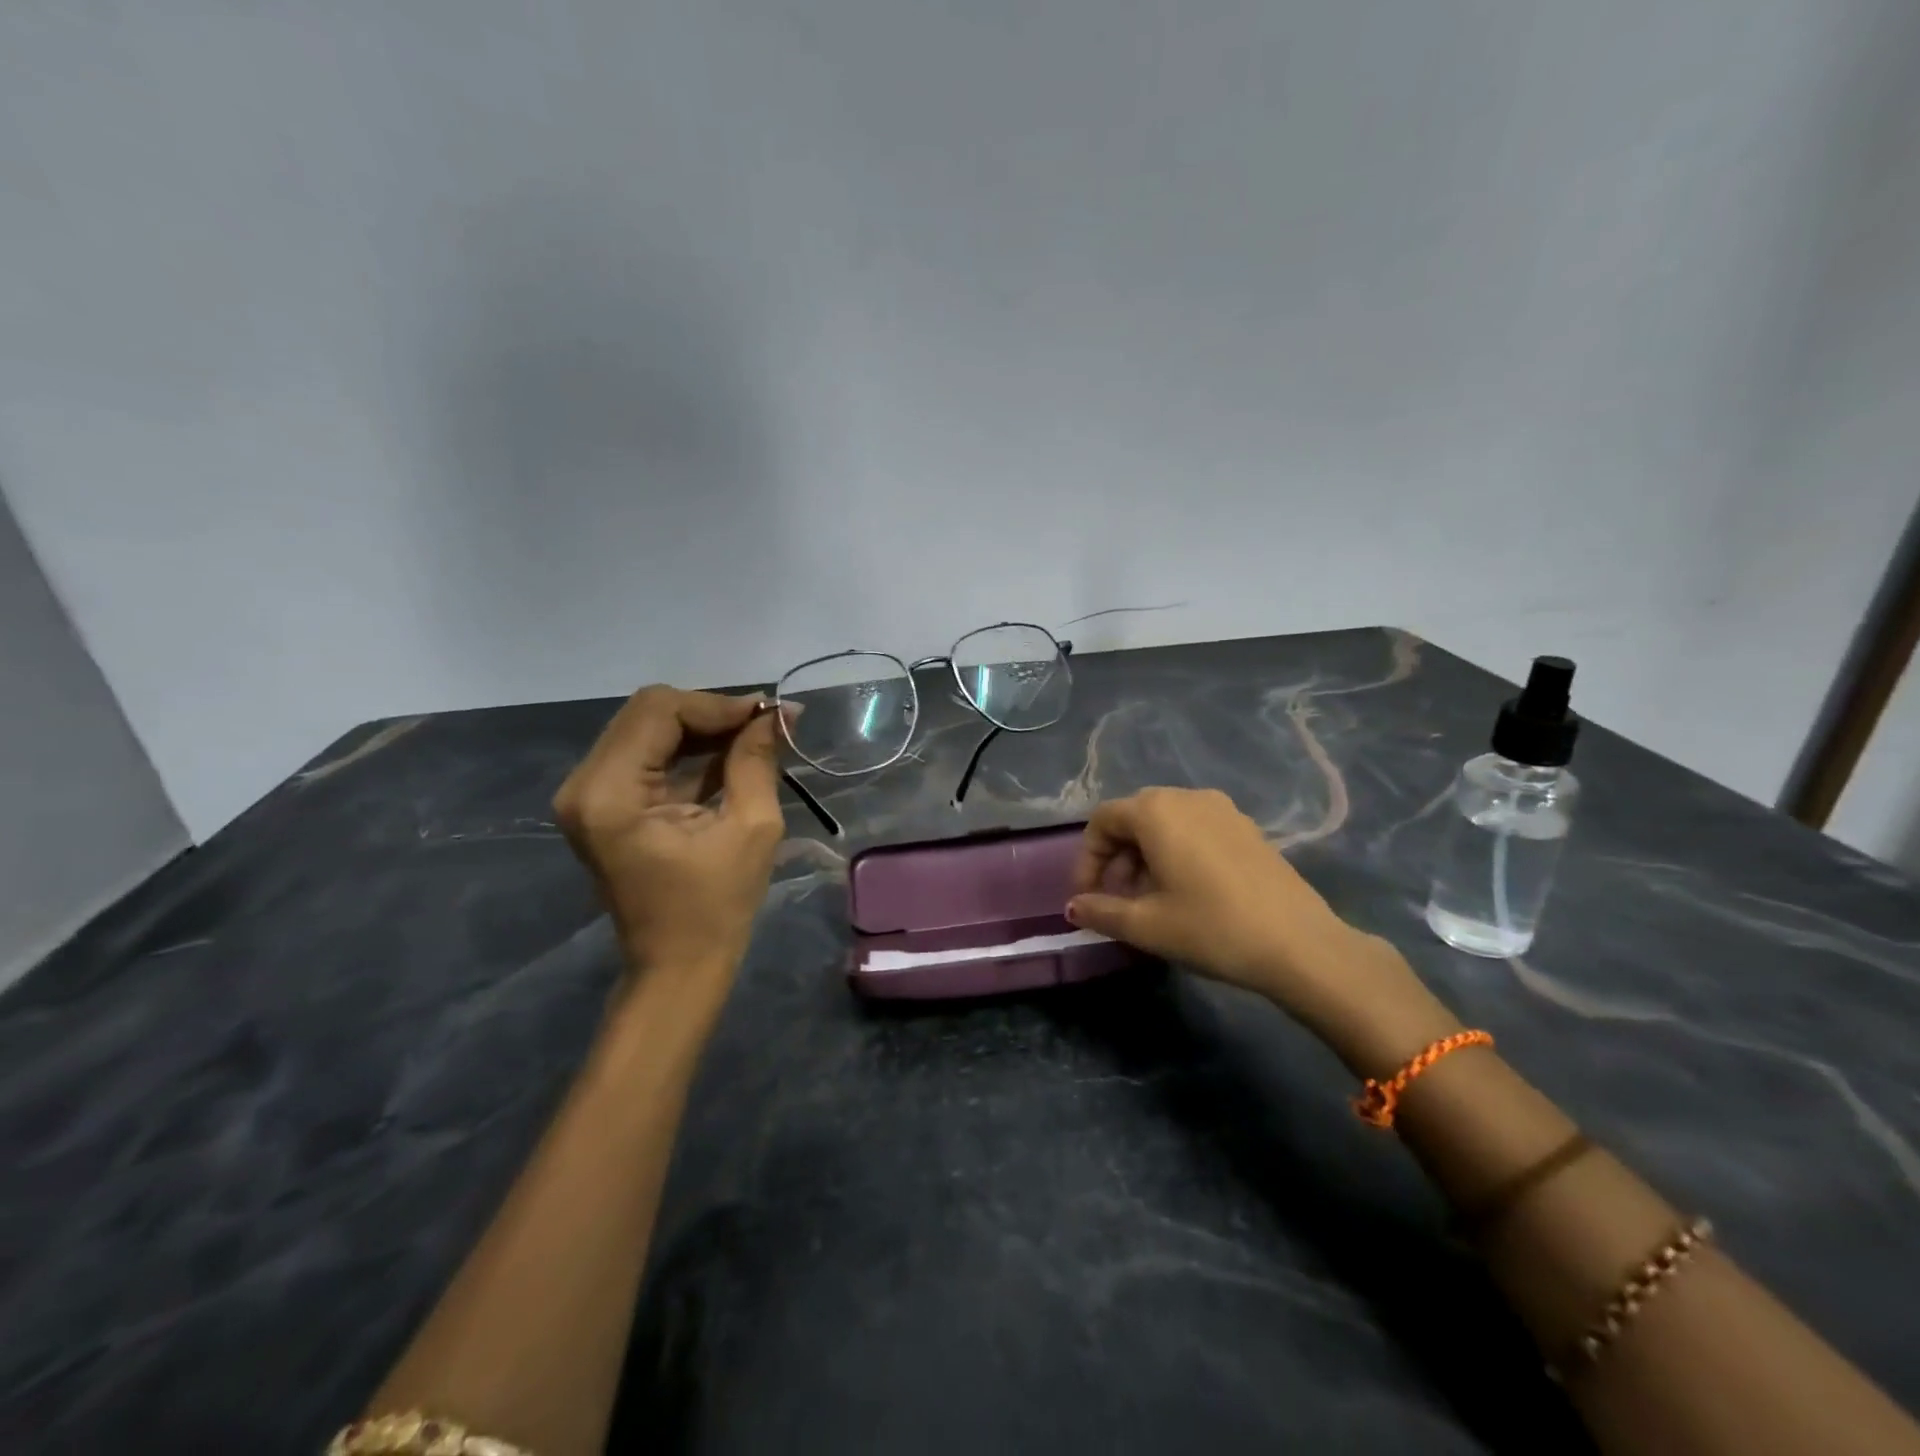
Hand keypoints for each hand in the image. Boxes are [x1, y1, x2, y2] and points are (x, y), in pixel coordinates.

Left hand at [553, 686, 785, 982]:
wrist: (677, 967)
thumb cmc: (717, 907)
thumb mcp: (751, 827)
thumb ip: (757, 759)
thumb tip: (778, 711)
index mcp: (609, 794)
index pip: (659, 712)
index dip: (717, 705)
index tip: (768, 716)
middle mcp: (584, 785)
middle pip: (648, 713)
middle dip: (710, 713)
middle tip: (764, 726)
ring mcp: (588, 795)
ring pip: (648, 729)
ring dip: (702, 729)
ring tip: (755, 738)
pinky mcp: (603, 804)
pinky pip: (646, 755)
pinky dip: (689, 750)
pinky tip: (731, 756)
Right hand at [1066, 788, 1449, 1062]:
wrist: (1300, 945)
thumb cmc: (1211, 928)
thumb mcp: (1146, 925)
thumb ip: (1101, 911)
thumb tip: (1073, 908)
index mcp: (1156, 811)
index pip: (1103, 820)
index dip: (1088, 859)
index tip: (1089, 897)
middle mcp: (1187, 798)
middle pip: (1134, 818)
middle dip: (1116, 858)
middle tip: (1117, 900)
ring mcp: (1222, 809)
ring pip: (1166, 824)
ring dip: (1146, 856)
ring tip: (1150, 900)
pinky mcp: (1247, 828)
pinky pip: (1196, 830)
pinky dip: (1177, 853)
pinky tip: (1187, 892)